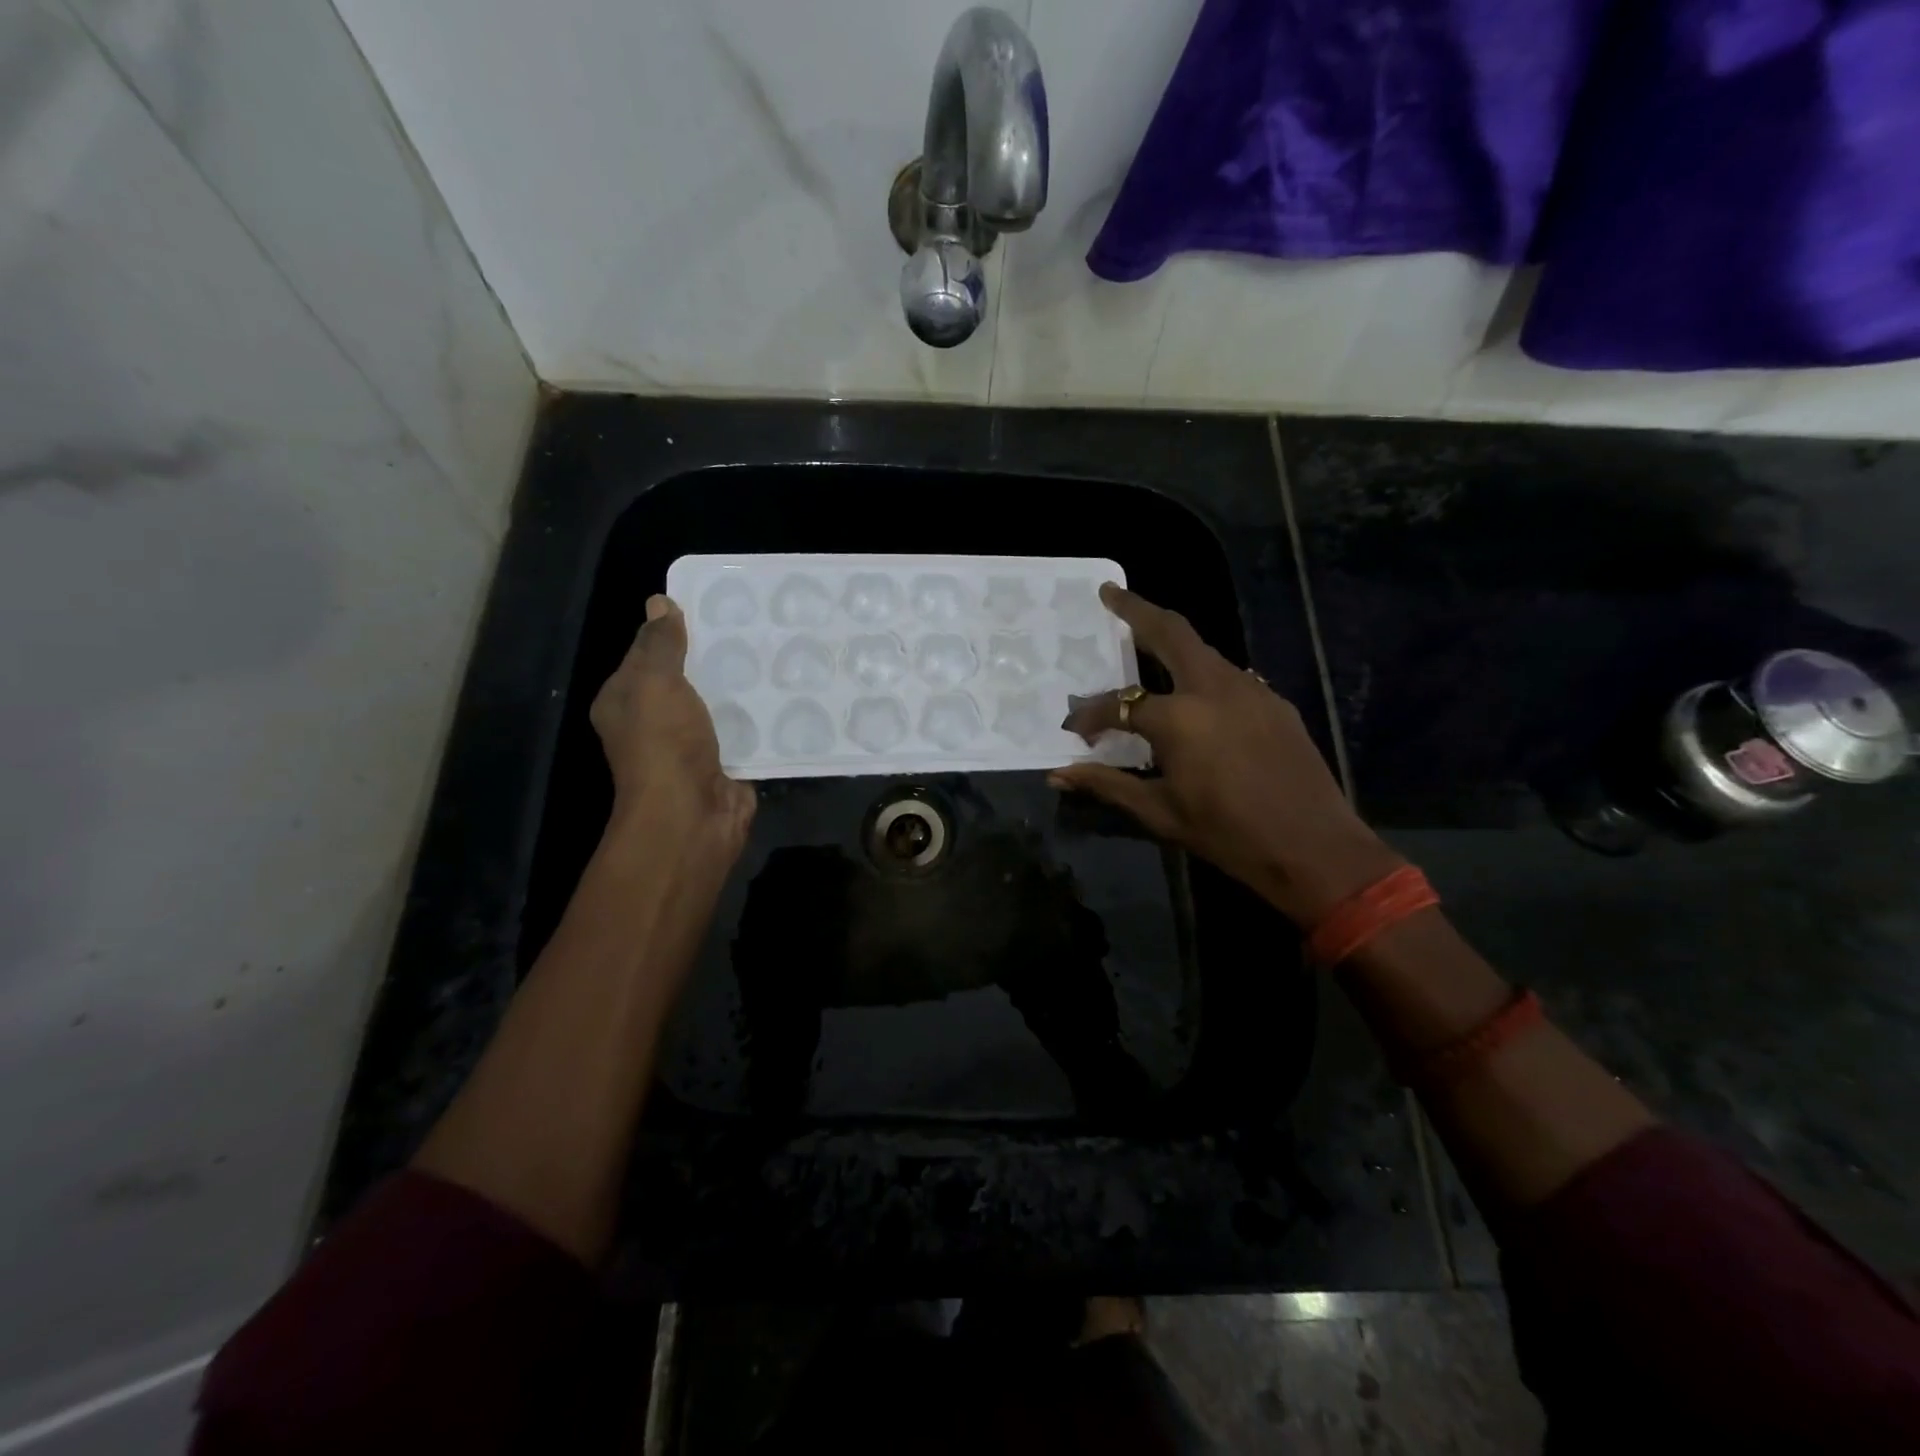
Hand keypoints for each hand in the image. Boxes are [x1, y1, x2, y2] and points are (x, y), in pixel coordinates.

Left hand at [589, 594, 755, 860]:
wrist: (692, 814)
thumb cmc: (664, 744)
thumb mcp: (654, 683)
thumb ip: (659, 644)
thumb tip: (659, 602)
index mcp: (624, 700)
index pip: (646, 653)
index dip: (673, 629)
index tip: (712, 605)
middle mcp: (654, 721)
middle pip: (685, 677)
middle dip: (714, 655)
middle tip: (753, 624)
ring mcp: (690, 744)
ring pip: (717, 703)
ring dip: (741, 685)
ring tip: (776, 651)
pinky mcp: (724, 761)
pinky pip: (743, 729)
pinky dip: (760, 716)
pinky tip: (785, 692)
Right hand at [1050, 584, 1398, 922]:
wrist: (1314, 849)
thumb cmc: (1228, 834)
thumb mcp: (1159, 812)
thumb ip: (1107, 784)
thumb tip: (1058, 775)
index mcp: (1180, 718)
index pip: (1120, 703)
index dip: (1090, 715)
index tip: (1074, 729)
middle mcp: (1214, 689)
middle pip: (1171, 631)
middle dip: (1137, 609)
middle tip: (1111, 594)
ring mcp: (1251, 691)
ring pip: (1203, 651)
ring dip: (1172, 642)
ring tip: (1146, 645)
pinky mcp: (1275, 703)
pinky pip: (1229, 676)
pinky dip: (1201, 673)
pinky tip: (1194, 696)